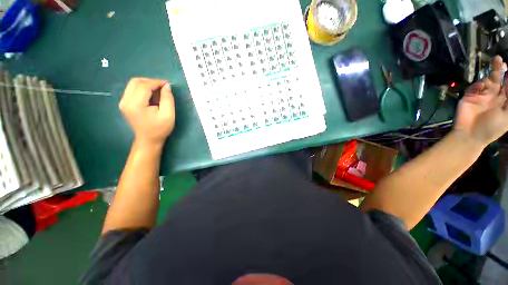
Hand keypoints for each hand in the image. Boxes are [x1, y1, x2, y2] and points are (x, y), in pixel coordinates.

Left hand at [119, 78, 174, 147]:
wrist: (148, 140)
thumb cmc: (160, 129)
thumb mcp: (169, 115)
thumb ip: (168, 99)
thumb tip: (166, 86)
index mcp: (135, 105)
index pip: (144, 86)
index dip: (156, 82)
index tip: (168, 84)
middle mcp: (125, 101)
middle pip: (136, 82)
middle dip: (151, 81)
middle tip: (163, 87)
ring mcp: (123, 102)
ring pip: (133, 84)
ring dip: (147, 84)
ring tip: (158, 90)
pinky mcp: (124, 103)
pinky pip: (132, 89)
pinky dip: (143, 88)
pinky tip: (151, 94)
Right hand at [454, 56, 507, 146]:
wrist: (470, 135)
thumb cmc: (492, 128)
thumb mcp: (507, 116)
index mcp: (503, 101)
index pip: (507, 86)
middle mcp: (493, 96)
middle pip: (497, 80)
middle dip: (498, 69)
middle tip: (498, 59)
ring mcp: (480, 96)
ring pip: (485, 81)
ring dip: (489, 76)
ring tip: (491, 74)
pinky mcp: (469, 97)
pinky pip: (474, 87)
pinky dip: (478, 84)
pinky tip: (481, 85)